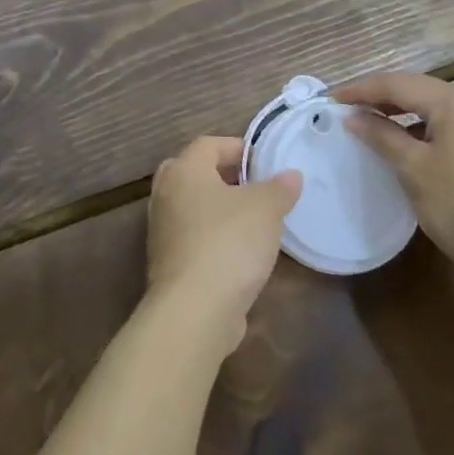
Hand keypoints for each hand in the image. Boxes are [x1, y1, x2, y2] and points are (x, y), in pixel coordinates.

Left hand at [146, 136, 301, 353]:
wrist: (194, 310)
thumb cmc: (229, 243)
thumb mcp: (266, 209)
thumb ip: (280, 188)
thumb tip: (291, 175)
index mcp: (184, 170)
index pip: (208, 144)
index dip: (238, 148)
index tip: (265, 162)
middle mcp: (165, 194)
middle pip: (194, 173)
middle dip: (224, 176)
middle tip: (254, 186)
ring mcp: (161, 230)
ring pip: (191, 207)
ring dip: (218, 209)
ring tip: (253, 220)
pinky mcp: (167, 263)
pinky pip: (192, 237)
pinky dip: (212, 236)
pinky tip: (239, 252)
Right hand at [335, 72, 453, 273]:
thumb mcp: (413, 169)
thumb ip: (381, 136)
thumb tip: (354, 118)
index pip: (398, 84)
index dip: (362, 90)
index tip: (332, 99)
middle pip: (419, 91)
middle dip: (382, 98)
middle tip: (349, 109)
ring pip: (437, 110)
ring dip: (404, 114)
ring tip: (374, 126)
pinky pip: (453, 127)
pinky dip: (425, 130)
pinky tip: (411, 147)